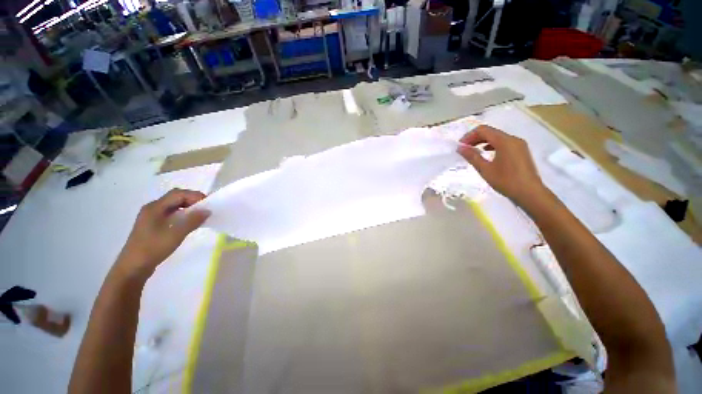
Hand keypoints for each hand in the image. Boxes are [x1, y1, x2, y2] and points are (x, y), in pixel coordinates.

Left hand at [113, 189, 209, 279]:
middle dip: (193, 201)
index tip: (208, 205)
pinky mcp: (154, 225)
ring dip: (189, 208)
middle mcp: (153, 208)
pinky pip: (171, 214)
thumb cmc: (153, 248)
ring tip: (201, 216)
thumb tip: (207, 210)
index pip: (178, 194)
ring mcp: (152, 217)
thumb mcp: (176, 234)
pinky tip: (189, 223)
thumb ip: (192, 220)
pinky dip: (183, 215)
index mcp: (155, 207)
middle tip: (206, 209)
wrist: (133, 267)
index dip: (195, 196)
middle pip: (176, 198)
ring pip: (174, 206)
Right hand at [457, 125, 547, 207]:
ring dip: (483, 142)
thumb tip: (460, 148)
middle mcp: (513, 139)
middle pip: (490, 132)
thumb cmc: (506, 181)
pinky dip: (492, 145)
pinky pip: (504, 143)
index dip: (469, 136)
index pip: (483, 130)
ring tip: (473, 151)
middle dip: (475, 138)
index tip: (460, 146)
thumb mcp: (485, 169)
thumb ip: (472, 157)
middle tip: (464, 149)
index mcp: (504, 141)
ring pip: (497, 137)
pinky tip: (486, 154)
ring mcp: (519, 144)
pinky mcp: (521, 151)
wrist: (530, 193)